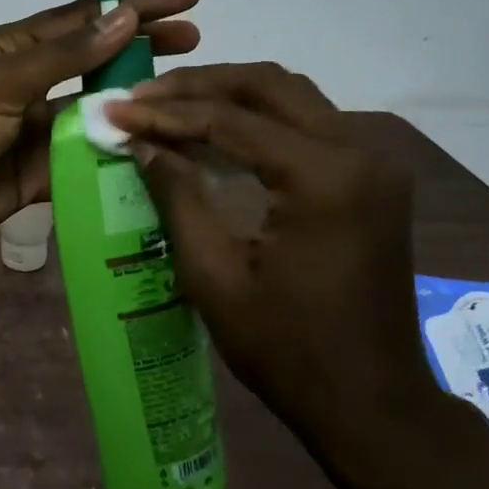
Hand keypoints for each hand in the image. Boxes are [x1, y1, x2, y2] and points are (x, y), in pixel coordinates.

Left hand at [0, 0, 200, 264]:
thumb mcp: (1, 84)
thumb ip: (64, 55)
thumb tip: (124, 16)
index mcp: (14, 50)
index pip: (85, 19)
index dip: (136, 6)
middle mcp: (28, 86)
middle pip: (97, 62)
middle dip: (144, 50)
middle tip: (197, 44)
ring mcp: (34, 132)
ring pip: (96, 113)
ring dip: (135, 106)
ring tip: (186, 101)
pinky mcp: (37, 176)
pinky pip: (85, 161)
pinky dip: (115, 157)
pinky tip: (154, 155)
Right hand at [104, 63, 441, 442]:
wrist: (370, 403)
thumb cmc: (287, 350)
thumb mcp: (215, 275)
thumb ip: (178, 197)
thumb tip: (140, 143)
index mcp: (324, 177)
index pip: (231, 121)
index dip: (165, 113)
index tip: (114, 110)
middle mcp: (360, 152)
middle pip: (269, 86)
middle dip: (199, 86)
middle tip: (142, 97)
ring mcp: (374, 163)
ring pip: (293, 98)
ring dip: (230, 95)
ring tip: (171, 106)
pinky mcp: (373, 181)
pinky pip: (310, 126)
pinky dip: (260, 120)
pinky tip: (218, 134)